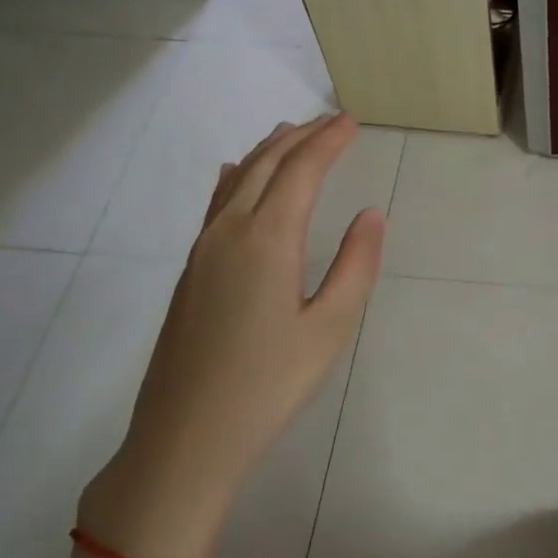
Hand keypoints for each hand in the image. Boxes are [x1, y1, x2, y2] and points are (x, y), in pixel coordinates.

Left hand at [79, 113, 384, 557]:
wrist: (186, 437)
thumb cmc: (269, 385)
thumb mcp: (330, 328)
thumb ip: (356, 266)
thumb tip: (371, 214)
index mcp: (267, 240)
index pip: (301, 171)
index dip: (328, 142)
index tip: (351, 122)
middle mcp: (229, 232)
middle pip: (266, 165)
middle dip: (300, 136)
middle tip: (331, 120)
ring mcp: (202, 250)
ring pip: (237, 180)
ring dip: (268, 150)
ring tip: (292, 132)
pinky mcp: (190, 271)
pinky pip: (216, 204)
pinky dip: (236, 177)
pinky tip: (236, 173)